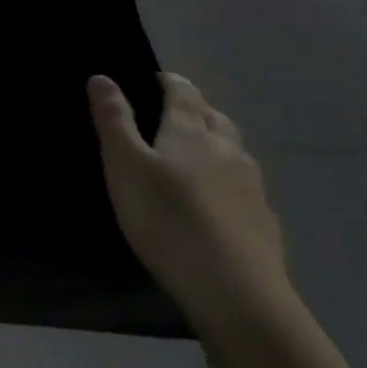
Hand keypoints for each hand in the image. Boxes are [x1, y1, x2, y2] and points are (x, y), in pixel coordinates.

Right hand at [88, 73, 292, 330]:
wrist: (234, 290)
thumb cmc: (166, 218)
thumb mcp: (124, 165)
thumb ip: (113, 120)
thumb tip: (102, 77)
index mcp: (191, 132)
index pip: (184, 93)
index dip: (170, 81)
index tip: (156, 78)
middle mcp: (227, 150)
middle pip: (214, 118)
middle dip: (195, 109)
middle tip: (173, 114)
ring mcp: (252, 187)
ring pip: (234, 152)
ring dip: (215, 144)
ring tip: (195, 156)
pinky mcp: (264, 222)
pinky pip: (244, 188)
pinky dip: (228, 183)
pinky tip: (216, 203)